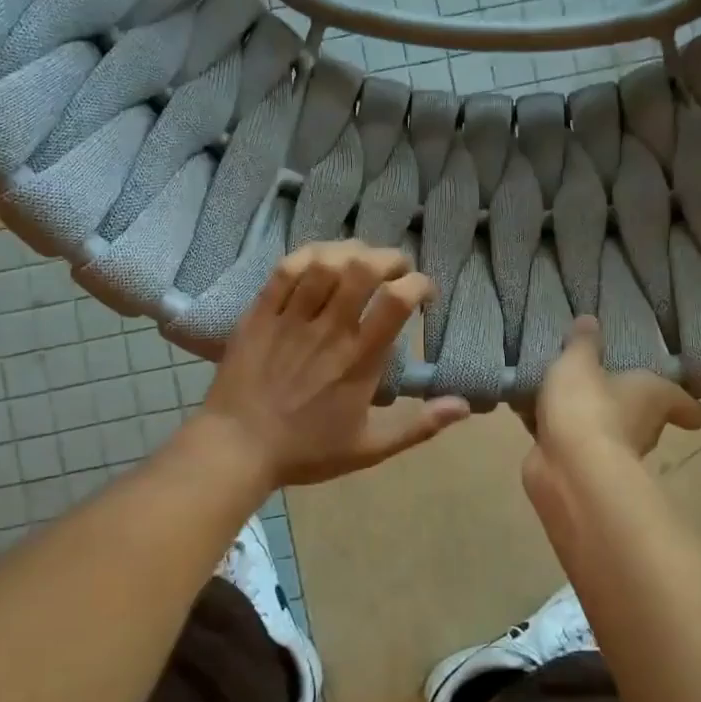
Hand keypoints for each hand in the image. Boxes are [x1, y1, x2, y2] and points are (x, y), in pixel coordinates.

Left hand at [198, 241, 469, 489]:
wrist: (237, 449)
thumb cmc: (305, 451)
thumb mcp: (369, 447)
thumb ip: (418, 426)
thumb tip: (463, 406)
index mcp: (359, 359)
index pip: (397, 301)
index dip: (419, 284)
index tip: (424, 293)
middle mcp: (329, 329)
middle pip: (363, 269)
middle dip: (388, 257)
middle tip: (395, 268)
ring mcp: (291, 318)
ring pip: (324, 262)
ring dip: (350, 251)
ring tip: (359, 258)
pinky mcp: (259, 313)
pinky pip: (285, 270)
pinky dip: (307, 255)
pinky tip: (318, 260)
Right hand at [531, 317, 700, 463]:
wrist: (569, 469)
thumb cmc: (588, 405)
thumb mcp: (579, 362)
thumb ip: (582, 343)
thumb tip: (590, 320)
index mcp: (654, 397)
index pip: (684, 405)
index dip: (686, 406)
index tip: (689, 410)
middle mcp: (641, 427)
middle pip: (640, 414)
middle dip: (620, 402)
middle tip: (599, 379)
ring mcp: (610, 451)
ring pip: (599, 426)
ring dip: (581, 415)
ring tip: (554, 391)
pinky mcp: (578, 466)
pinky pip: (565, 439)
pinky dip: (551, 428)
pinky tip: (526, 411)